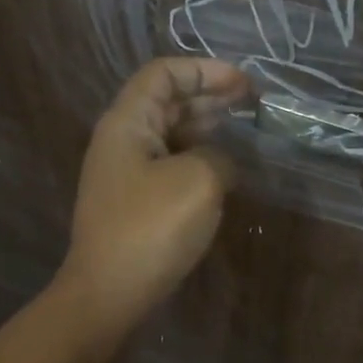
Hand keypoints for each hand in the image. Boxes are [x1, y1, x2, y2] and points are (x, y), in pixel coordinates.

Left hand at [57, 57, 251, 328]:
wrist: (110, 292)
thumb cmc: (152, 228)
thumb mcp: (199, 180)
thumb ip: (218, 156)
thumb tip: (221, 162)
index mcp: (127, 123)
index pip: (163, 74)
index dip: (204, 70)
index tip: (244, 83)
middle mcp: (121, 141)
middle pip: (166, 102)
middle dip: (208, 95)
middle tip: (251, 102)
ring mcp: (126, 175)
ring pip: (169, 135)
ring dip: (205, 127)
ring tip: (243, 129)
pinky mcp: (135, 204)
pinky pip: (170, 165)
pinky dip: (198, 158)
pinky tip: (224, 170)